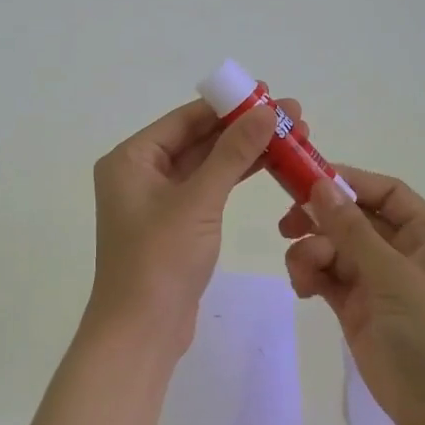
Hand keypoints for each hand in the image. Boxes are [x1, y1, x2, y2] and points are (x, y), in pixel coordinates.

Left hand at [86, 97, 300, 353]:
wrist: (141, 331)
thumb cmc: (161, 259)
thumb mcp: (199, 200)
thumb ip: (233, 153)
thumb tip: (267, 111)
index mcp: (130, 159)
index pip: (185, 119)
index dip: (229, 105)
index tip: (270, 93)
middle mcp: (139, 174)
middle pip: (197, 140)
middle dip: (244, 128)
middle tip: (293, 117)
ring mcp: (157, 202)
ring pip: (206, 166)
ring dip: (244, 152)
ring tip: (292, 138)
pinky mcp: (174, 226)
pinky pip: (207, 190)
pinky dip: (234, 179)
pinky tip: (268, 166)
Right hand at [280, 168, 424, 424]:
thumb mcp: (395, 277)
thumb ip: (353, 231)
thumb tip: (320, 185)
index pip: (383, 192)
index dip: (345, 181)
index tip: (302, 180)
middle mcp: (404, 252)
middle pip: (353, 219)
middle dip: (320, 220)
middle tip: (286, 226)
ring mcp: (380, 283)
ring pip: (334, 249)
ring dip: (312, 253)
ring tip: (303, 275)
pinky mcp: (360, 311)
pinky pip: (328, 279)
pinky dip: (311, 277)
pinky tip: (303, 290)